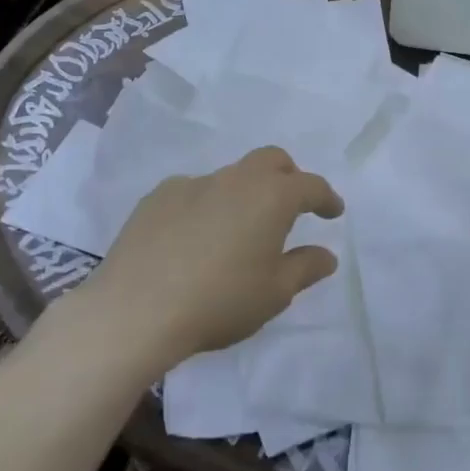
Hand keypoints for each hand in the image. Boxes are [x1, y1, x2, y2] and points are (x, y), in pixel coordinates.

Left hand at [90, 147, 343, 369]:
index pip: (310, 186)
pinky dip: (206, 205)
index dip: (326, 198)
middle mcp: (235, 179)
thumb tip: (326, 254)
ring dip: (245, 193)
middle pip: (271, 160)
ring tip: (238, 230)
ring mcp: (193, 184)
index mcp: (271, 197)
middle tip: (292, 205)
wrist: (136, 310)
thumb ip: (305, 268)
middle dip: (288, 177)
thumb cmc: (219, 301)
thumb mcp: (274, 293)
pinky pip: (194, 192)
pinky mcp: (157, 197)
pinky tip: (194, 238)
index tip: (333, 212)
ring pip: (231, 176)